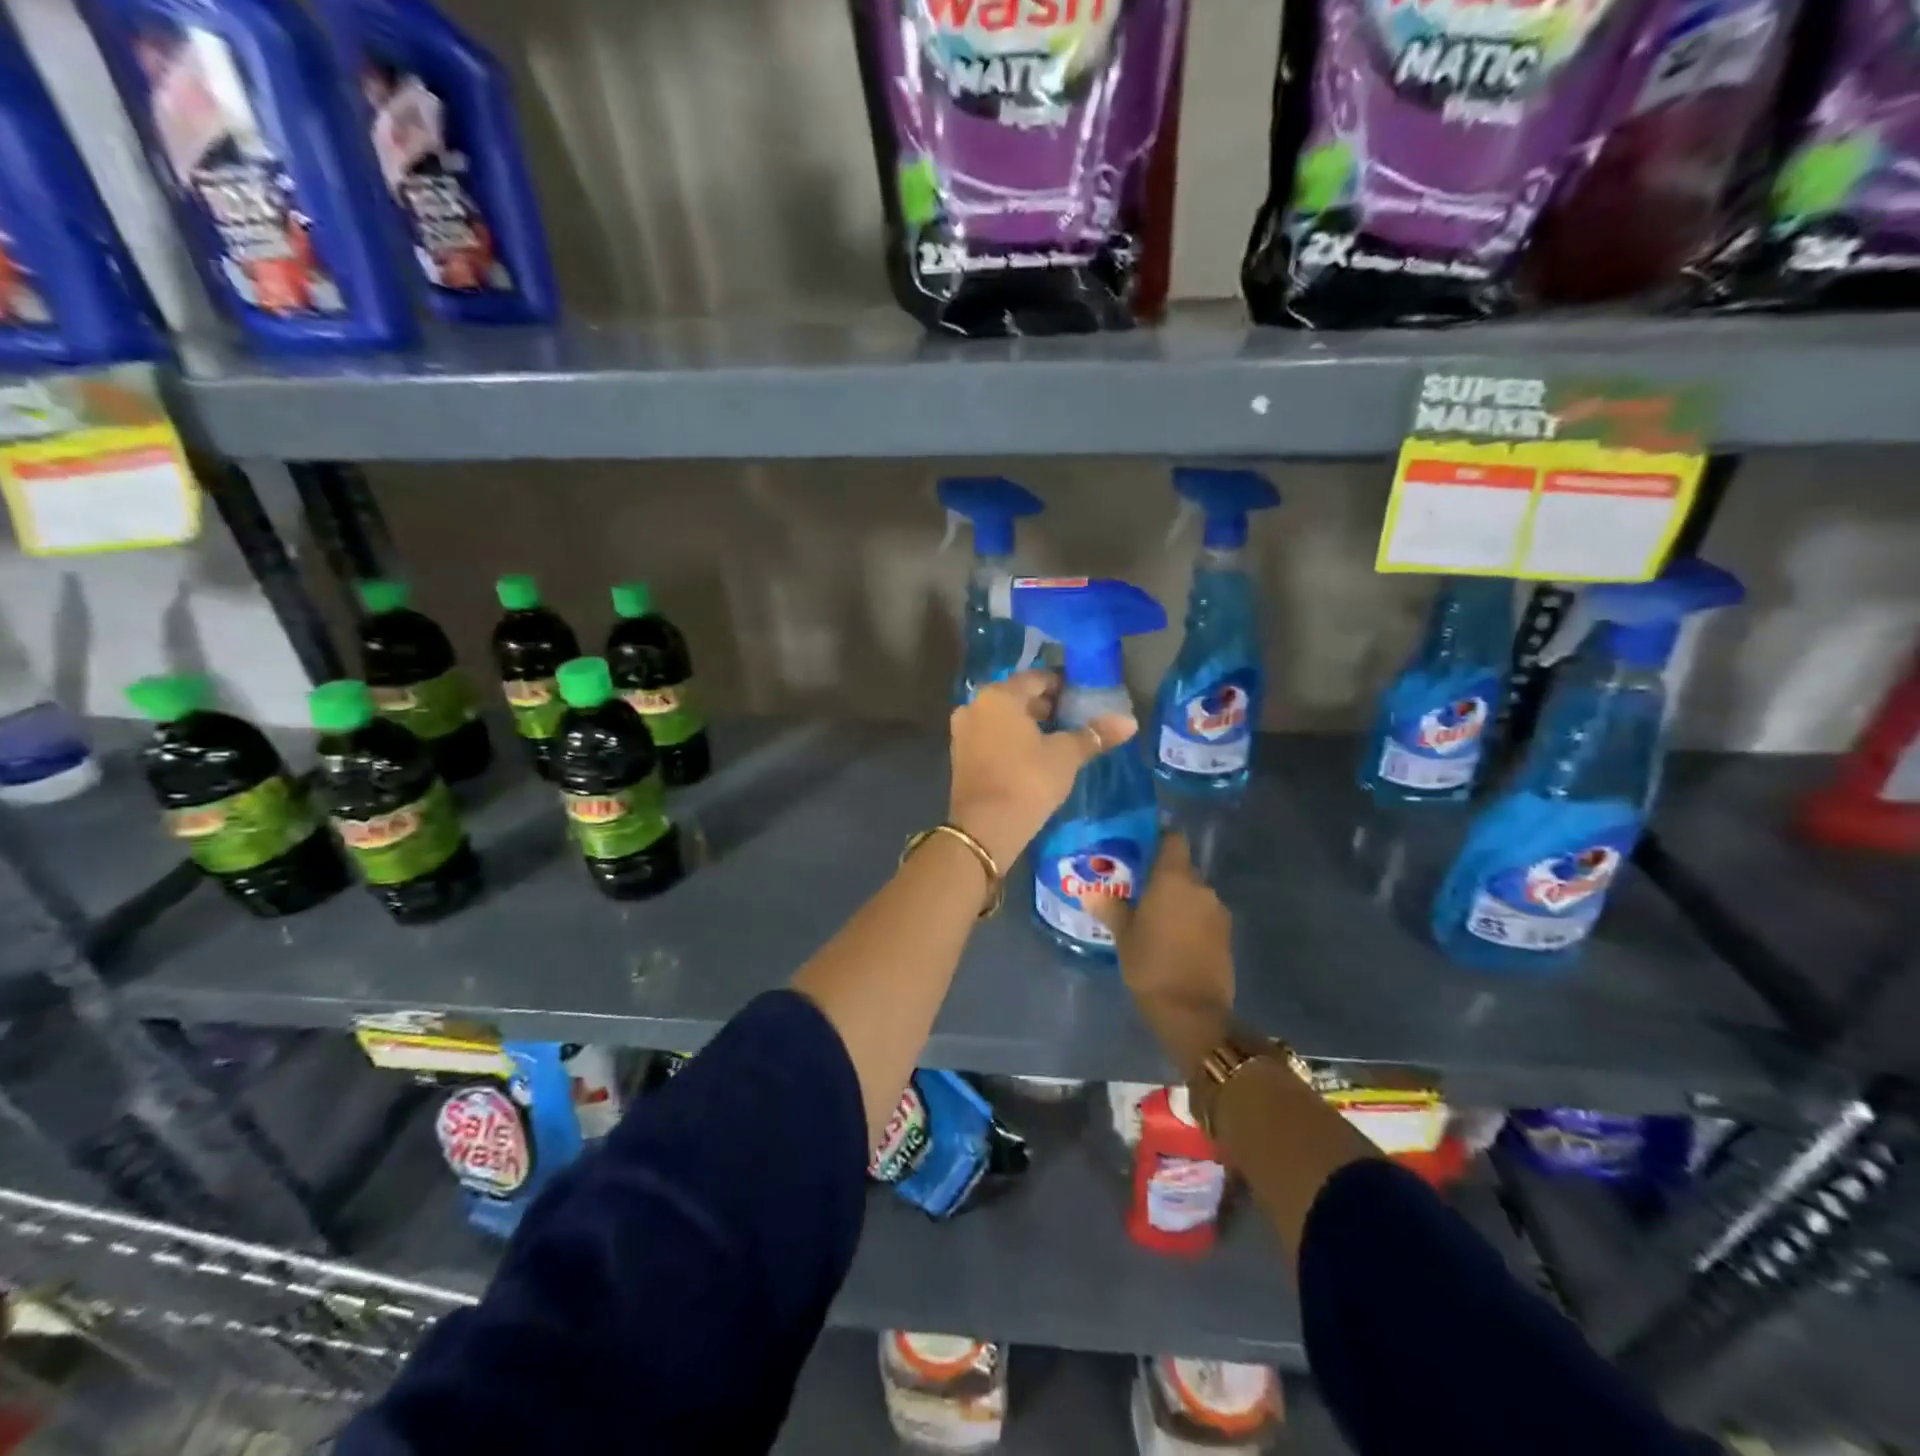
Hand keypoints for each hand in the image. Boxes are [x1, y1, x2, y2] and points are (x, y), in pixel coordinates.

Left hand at [947, 670, 1136, 870]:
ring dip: (1027, 725)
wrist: (985, 827)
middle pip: (1017, 697)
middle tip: (1074, 720)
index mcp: (999, 695)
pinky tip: (1032, 757)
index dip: (1063, 685)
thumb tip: (1130, 722)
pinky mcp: (959, 757)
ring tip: (1057, 740)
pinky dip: (1010, 741)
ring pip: (1002, 719)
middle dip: (1045, 706)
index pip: (1037, 679)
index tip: (1084, 698)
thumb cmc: (1028, 780)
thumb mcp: (1066, 756)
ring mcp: (963, 732)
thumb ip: (1095, 735)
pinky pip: (990, 738)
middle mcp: (975, 706)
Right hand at [1090, 833, 1235, 1079]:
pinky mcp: (1227, 936)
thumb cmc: (1151, 965)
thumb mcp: (1123, 936)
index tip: (1140, 848)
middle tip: (1138, 890)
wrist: (1193, 1013)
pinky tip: (1172, 939)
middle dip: (1162, 877)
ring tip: (1153, 918)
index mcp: (1174, 879)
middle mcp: (1200, 887)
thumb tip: (1091, 894)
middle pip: (1181, 869)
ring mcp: (1217, 912)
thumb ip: (1110, 908)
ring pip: (1193, 894)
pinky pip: (1203, 916)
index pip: (1173, 839)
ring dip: (1177, 901)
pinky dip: (1189, 920)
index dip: (1159, 838)